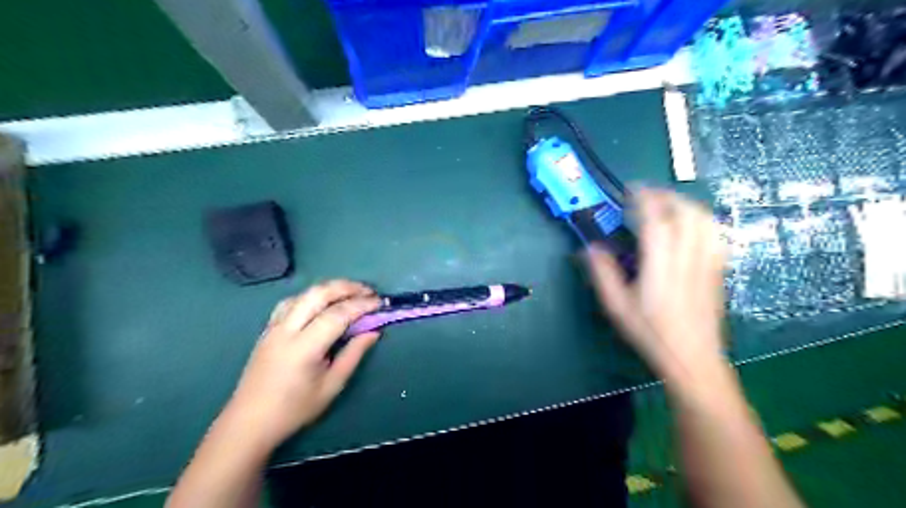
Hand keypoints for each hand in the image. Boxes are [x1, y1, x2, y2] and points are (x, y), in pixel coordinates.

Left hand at [229, 281, 382, 450]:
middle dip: (346, 287)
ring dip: (329, 288)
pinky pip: (291, 302)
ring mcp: (274, 327)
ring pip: (303, 294)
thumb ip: (354, 354)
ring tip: (350, 293)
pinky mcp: (268, 329)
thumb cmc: (294, 409)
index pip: (337, 314)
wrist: (249, 422)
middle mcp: (287, 330)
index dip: (361, 305)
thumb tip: (374, 331)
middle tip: (368, 291)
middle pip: (318, 294)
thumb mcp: (331, 386)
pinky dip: (311, 296)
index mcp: (304, 347)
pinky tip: (322, 303)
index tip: (380, 303)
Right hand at [588, 188, 727, 382]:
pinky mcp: (718, 268)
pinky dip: (701, 219)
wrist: (692, 358)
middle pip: (685, 211)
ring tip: (666, 205)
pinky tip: (689, 225)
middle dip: (665, 195)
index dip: (644, 198)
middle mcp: (688, 257)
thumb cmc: (650, 332)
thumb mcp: (617, 306)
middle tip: (646, 196)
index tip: (631, 190)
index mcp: (660, 265)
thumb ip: (602, 273)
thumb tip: (590, 247)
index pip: (656, 219)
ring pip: (704, 218)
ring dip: (685, 203)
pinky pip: (715, 232)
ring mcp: (708, 262)